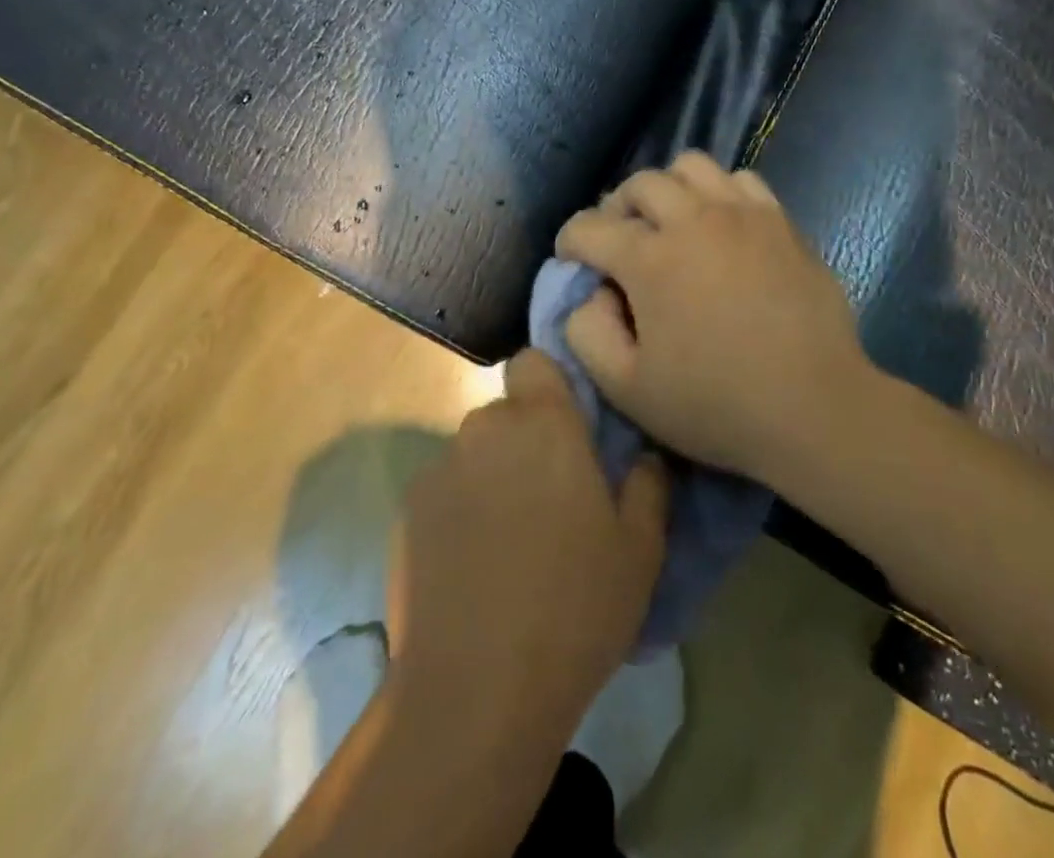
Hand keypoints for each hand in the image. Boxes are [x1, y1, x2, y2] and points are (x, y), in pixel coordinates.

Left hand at [386, 353, 667, 753]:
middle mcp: (484, 430)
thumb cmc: (574, 607)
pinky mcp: (406, 514)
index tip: (570, 428)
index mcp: (543, 424)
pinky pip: (444, 492)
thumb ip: (648, 485)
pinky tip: (472, 569)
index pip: (534, 361)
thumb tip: (644, 456)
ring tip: (509, 541)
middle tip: (551, 499)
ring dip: (492, 477)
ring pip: (474, 453)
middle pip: (506, 413)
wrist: (476, 691)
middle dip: (526, 440)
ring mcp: (438, 471)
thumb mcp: (640, 550)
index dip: (551, 386)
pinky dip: (459, 512)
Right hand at [555, 151, 870, 480]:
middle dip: (616, 208)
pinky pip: (740, 180)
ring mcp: (742, 213)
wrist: (814, 406)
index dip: (570, 245)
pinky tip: (722, 228)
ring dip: (669, 189)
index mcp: (649, 258)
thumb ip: (586, 333)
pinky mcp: (780, 220)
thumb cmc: (716, 404)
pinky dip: (719, 193)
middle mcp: (692, 219)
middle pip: (639, 184)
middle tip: (622, 244)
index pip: (587, 227)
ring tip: (672, 225)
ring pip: (691, 166)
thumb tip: (590, 294)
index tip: (575, 265)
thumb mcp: (626, 389)